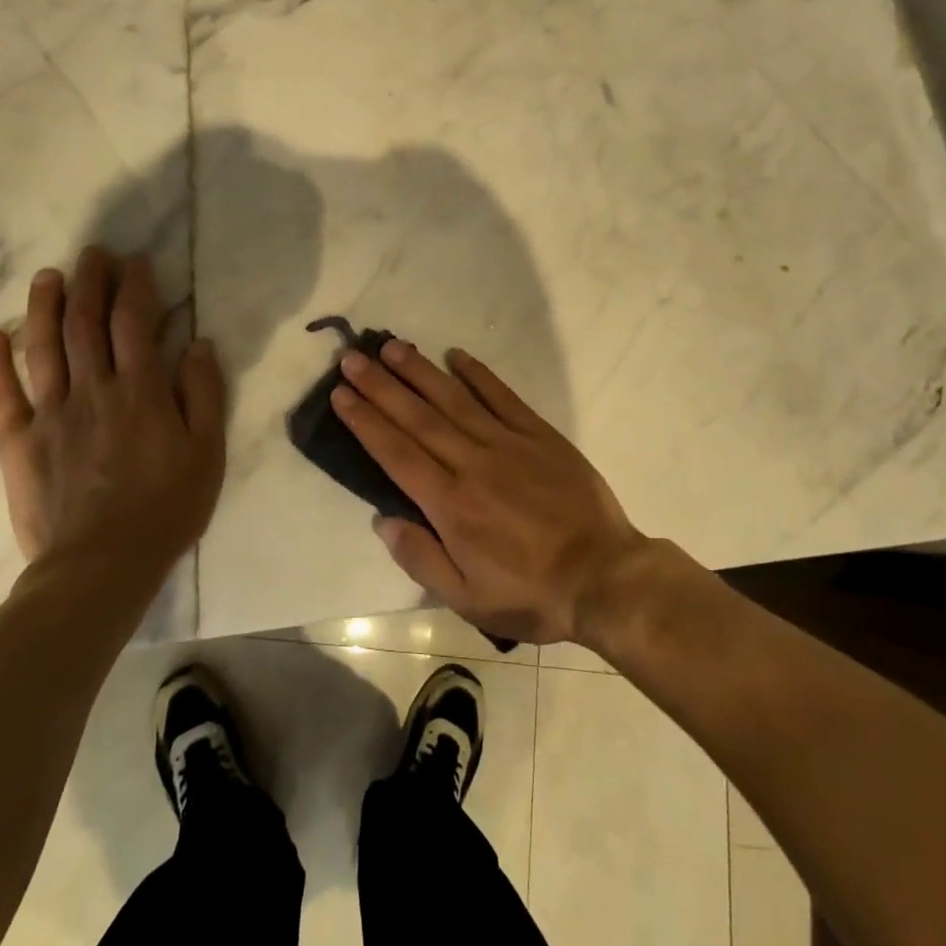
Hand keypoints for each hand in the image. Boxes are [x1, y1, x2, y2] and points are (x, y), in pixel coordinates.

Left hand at [0, 247, 225, 575]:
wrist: (101, 567)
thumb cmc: (166, 508)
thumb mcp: (207, 452)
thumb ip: (203, 393)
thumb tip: (198, 343)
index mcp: (141, 390)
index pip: (134, 322)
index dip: (134, 286)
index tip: (136, 262)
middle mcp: (93, 390)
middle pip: (86, 323)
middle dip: (90, 281)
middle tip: (93, 253)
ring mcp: (51, 415)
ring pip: (44, 348)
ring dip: (45, 307)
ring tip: (48, 275)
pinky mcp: (21, 443)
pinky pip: (2, 397)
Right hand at [331, 341, 645, 644]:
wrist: (604, 577)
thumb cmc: (531, 593)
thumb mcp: (468, 598)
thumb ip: (421, 558)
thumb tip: (382, 519)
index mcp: (450, 504)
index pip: (396, 453)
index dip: (365, 421)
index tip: (341, 395)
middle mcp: (472, 463)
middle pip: (417, 417)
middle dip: (380, 386)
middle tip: (352, 358)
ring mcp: (507, 443)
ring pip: (453, 398)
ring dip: (419, 371)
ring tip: (391, 347)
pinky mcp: (538, 434)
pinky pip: (502, 396)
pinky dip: (478, 374)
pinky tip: (456, 355)